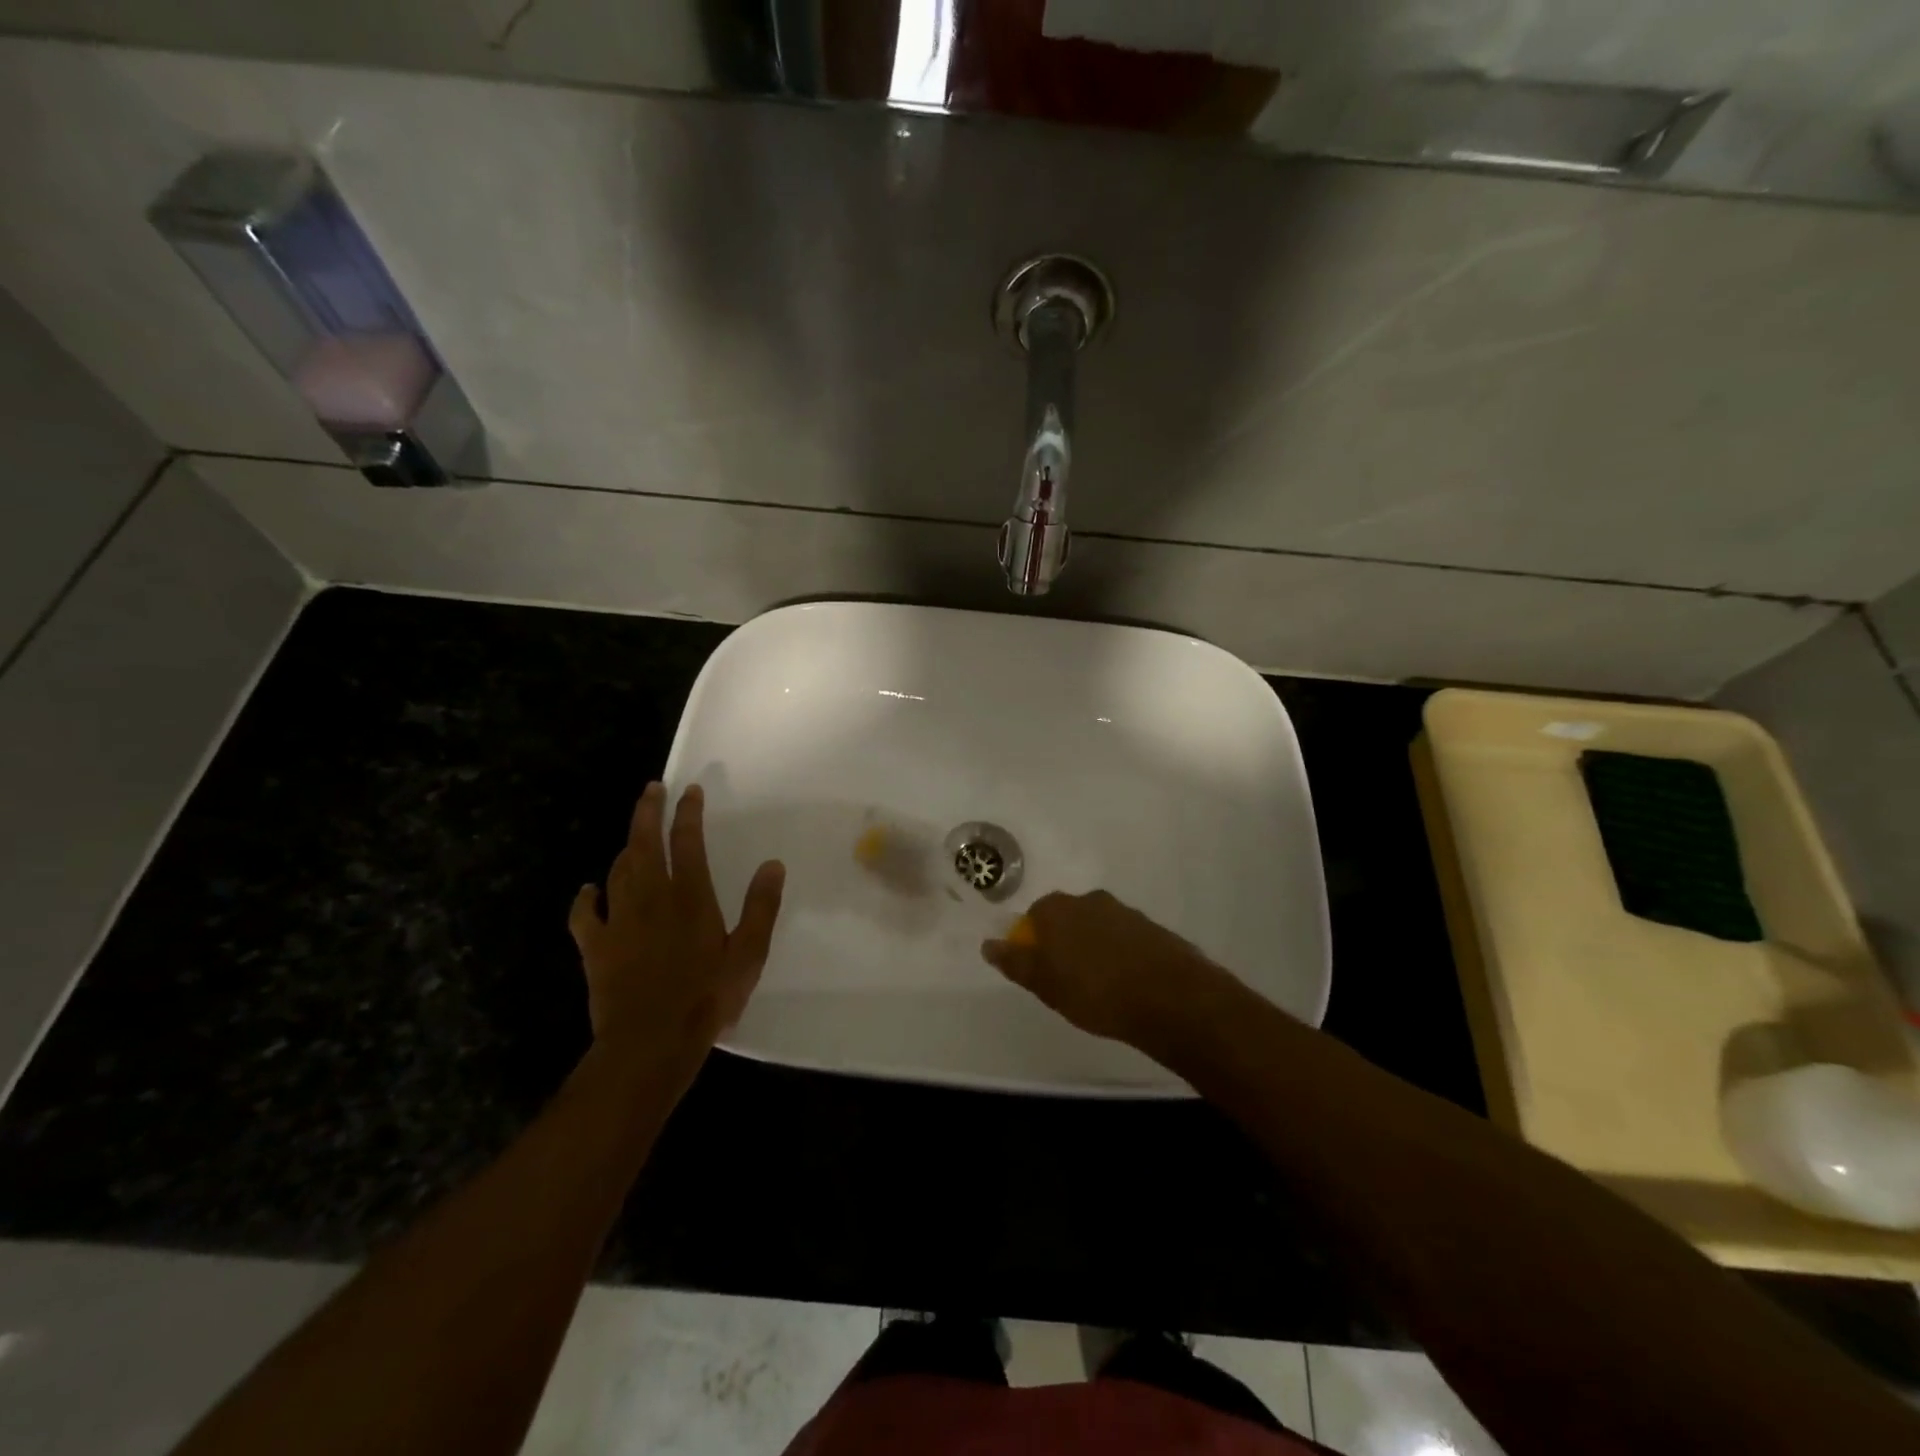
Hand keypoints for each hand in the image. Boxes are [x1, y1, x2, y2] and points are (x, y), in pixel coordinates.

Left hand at [569, 782, 784, 1070]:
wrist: (650, 1042)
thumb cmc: (706, 997)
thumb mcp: (749, 953)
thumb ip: (761, 906)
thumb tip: (772, 865)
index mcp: (690, 896)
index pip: (687, 841)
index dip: (688, 813)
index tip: (689, 791)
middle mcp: (651, 898)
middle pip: (644, 843)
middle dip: (647, 812)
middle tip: (650, 789)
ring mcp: (618, 921)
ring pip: (617, 871)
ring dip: (626, 848)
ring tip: (633, 837)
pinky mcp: (595, 947)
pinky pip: (583, 914)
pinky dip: (584, 898)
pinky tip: (587, 890)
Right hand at [981, 890, 1246, 1057]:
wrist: (1170, 998)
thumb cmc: (1095, 991)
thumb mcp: (1045, 984)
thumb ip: (1016, 962)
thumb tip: (989, 944)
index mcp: (1058, 908)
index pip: (1034, 917)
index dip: (1034, 944)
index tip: (1040, 973)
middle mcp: (1090, 900)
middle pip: (1067, 919)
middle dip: (1064, 944)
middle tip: (1067, 982)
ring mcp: (1125, 912)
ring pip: (1098, 928)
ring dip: (1094, 950)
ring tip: (1100, 988)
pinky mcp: (1153, 930)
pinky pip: (1125, 940)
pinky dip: (1120, 957)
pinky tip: (1126, 986)